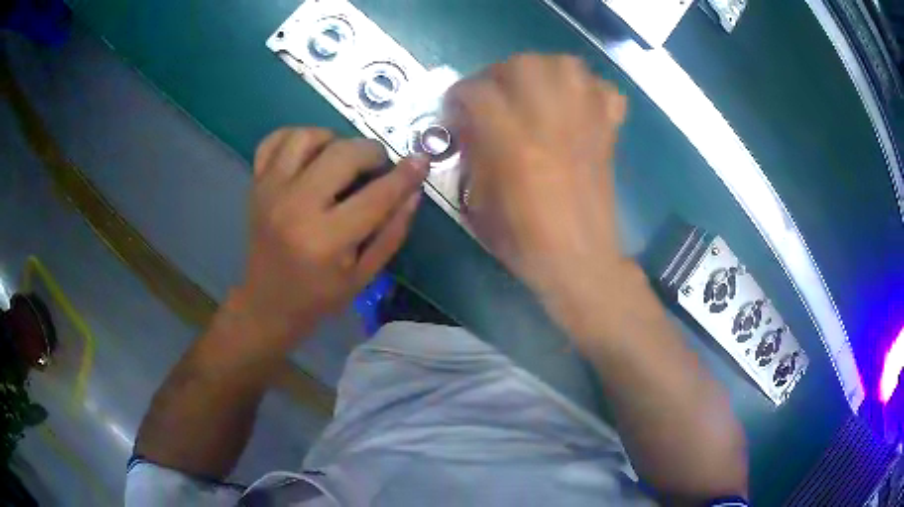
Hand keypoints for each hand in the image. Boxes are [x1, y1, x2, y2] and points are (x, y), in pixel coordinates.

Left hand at [235, 128, 427, 350]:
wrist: (267, 302)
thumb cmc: (319, 295)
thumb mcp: (364, 276)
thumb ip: (392, 232)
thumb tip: (413, 190)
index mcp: (326, 240)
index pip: (376, 195)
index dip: (404, 175)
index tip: (421, 161)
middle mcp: (295, 207)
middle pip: (342, 153)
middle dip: (371, 152)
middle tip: (378, 166)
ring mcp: (270, 191)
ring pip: (306, 137)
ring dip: (334, 139)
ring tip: (342, 158)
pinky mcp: (256, 184)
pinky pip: (274, 140)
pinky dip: (296, 137)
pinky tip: (310, 153)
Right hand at [445, 54, 630, 337]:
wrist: (581, 262)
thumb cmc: (526, 242)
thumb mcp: (480, 203)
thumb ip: (473, 156)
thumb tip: (470, 126)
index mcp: (513, 145)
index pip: (478, 92)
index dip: (460, 94)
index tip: (456, 108)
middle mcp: (550, 123)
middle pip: (524, 64)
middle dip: (501, 72)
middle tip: (495, 93)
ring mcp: (585, 125)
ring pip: (567, 66)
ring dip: (545, 69)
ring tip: (535, 89)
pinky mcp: (608, 135)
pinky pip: (606, 92)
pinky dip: (590, 89)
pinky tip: (576, 104)